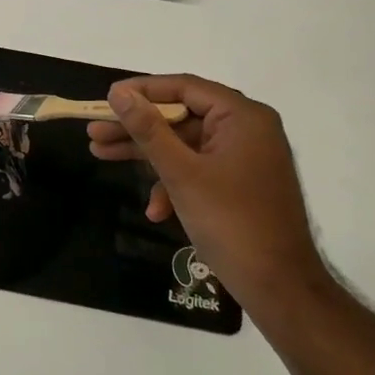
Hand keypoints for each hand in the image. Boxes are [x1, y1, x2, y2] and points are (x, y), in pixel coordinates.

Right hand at [88, 76, 325, 302]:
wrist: (278, 286)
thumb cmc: (230, 221)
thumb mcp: (181, 172)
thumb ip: (148, 129)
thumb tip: (118, 93)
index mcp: (242, 117)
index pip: (184, 87)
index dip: (142, 91)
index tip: (106, 99)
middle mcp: (247, 130)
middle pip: (181, 117)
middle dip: (136, 128)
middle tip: (95, 132)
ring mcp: (244, 158)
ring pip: (184, 144)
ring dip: (146, 155)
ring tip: (101, 156)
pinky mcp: (239, 183)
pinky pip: (198, 169)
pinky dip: (173, 183)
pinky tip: (155, 210)